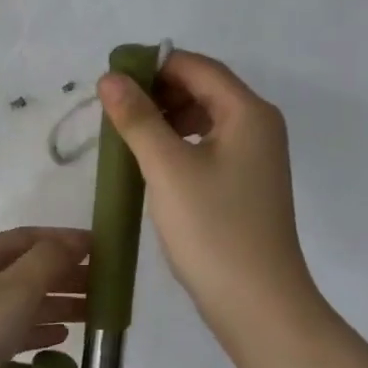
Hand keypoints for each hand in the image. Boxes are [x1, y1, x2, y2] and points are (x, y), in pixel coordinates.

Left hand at [0, 228, 89, 367]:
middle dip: (65, 273)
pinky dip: (40, 330)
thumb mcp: (15, 289)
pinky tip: (62, 337)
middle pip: (27, 270)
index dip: (63, 239)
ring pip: (23, 302)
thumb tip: (71, 242)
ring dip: (58, 303)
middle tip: (104, 285)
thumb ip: (47, 261)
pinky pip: (15, 332)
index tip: (100, 248)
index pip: (27, 238)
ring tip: (94, 312)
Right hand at [98, 51, 319, 338]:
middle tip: (113, 112)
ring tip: (126, 137)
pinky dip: (177, 145)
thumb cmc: (212, 228)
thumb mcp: (167, 168)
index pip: (196, 66)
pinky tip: (150, 164)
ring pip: (204, 119)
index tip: (109, 81)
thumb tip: (110, 77)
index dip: (152, 65)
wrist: (257, 302)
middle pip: (203, 89)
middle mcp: (258, 126)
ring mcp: (255, 157)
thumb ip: (137, 118)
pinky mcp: (244, 184)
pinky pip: (207, 147)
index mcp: (248, 112)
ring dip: (164, 120)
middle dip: (157, 92)